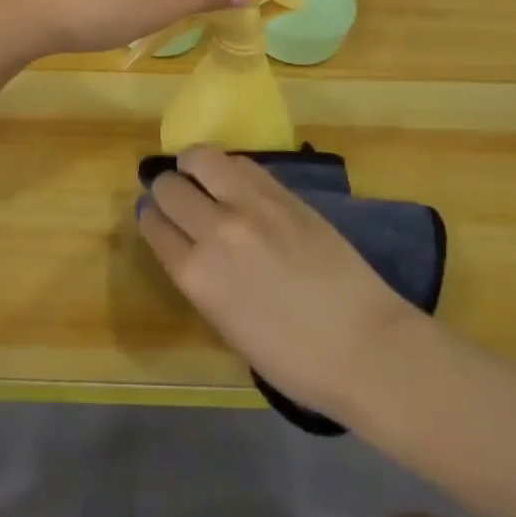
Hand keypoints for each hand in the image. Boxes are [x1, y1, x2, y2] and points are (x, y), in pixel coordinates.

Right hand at [138, 146, 428, 420]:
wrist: (364, 345)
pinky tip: (232, 179)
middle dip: (165, 188)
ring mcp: (251, 205)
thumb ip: (202, 280)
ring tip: (198, 175)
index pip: (155, 226)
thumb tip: (188, 246)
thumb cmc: (293, 358)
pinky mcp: (282, 192)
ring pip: (201, 158)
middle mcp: (216, 231)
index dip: (150, 217)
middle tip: (174, 195)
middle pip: (170, 186)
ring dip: (192, 165)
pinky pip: (240, 163)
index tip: (152, 214)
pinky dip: (227, 167)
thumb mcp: (228, 325)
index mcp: (197, 276)